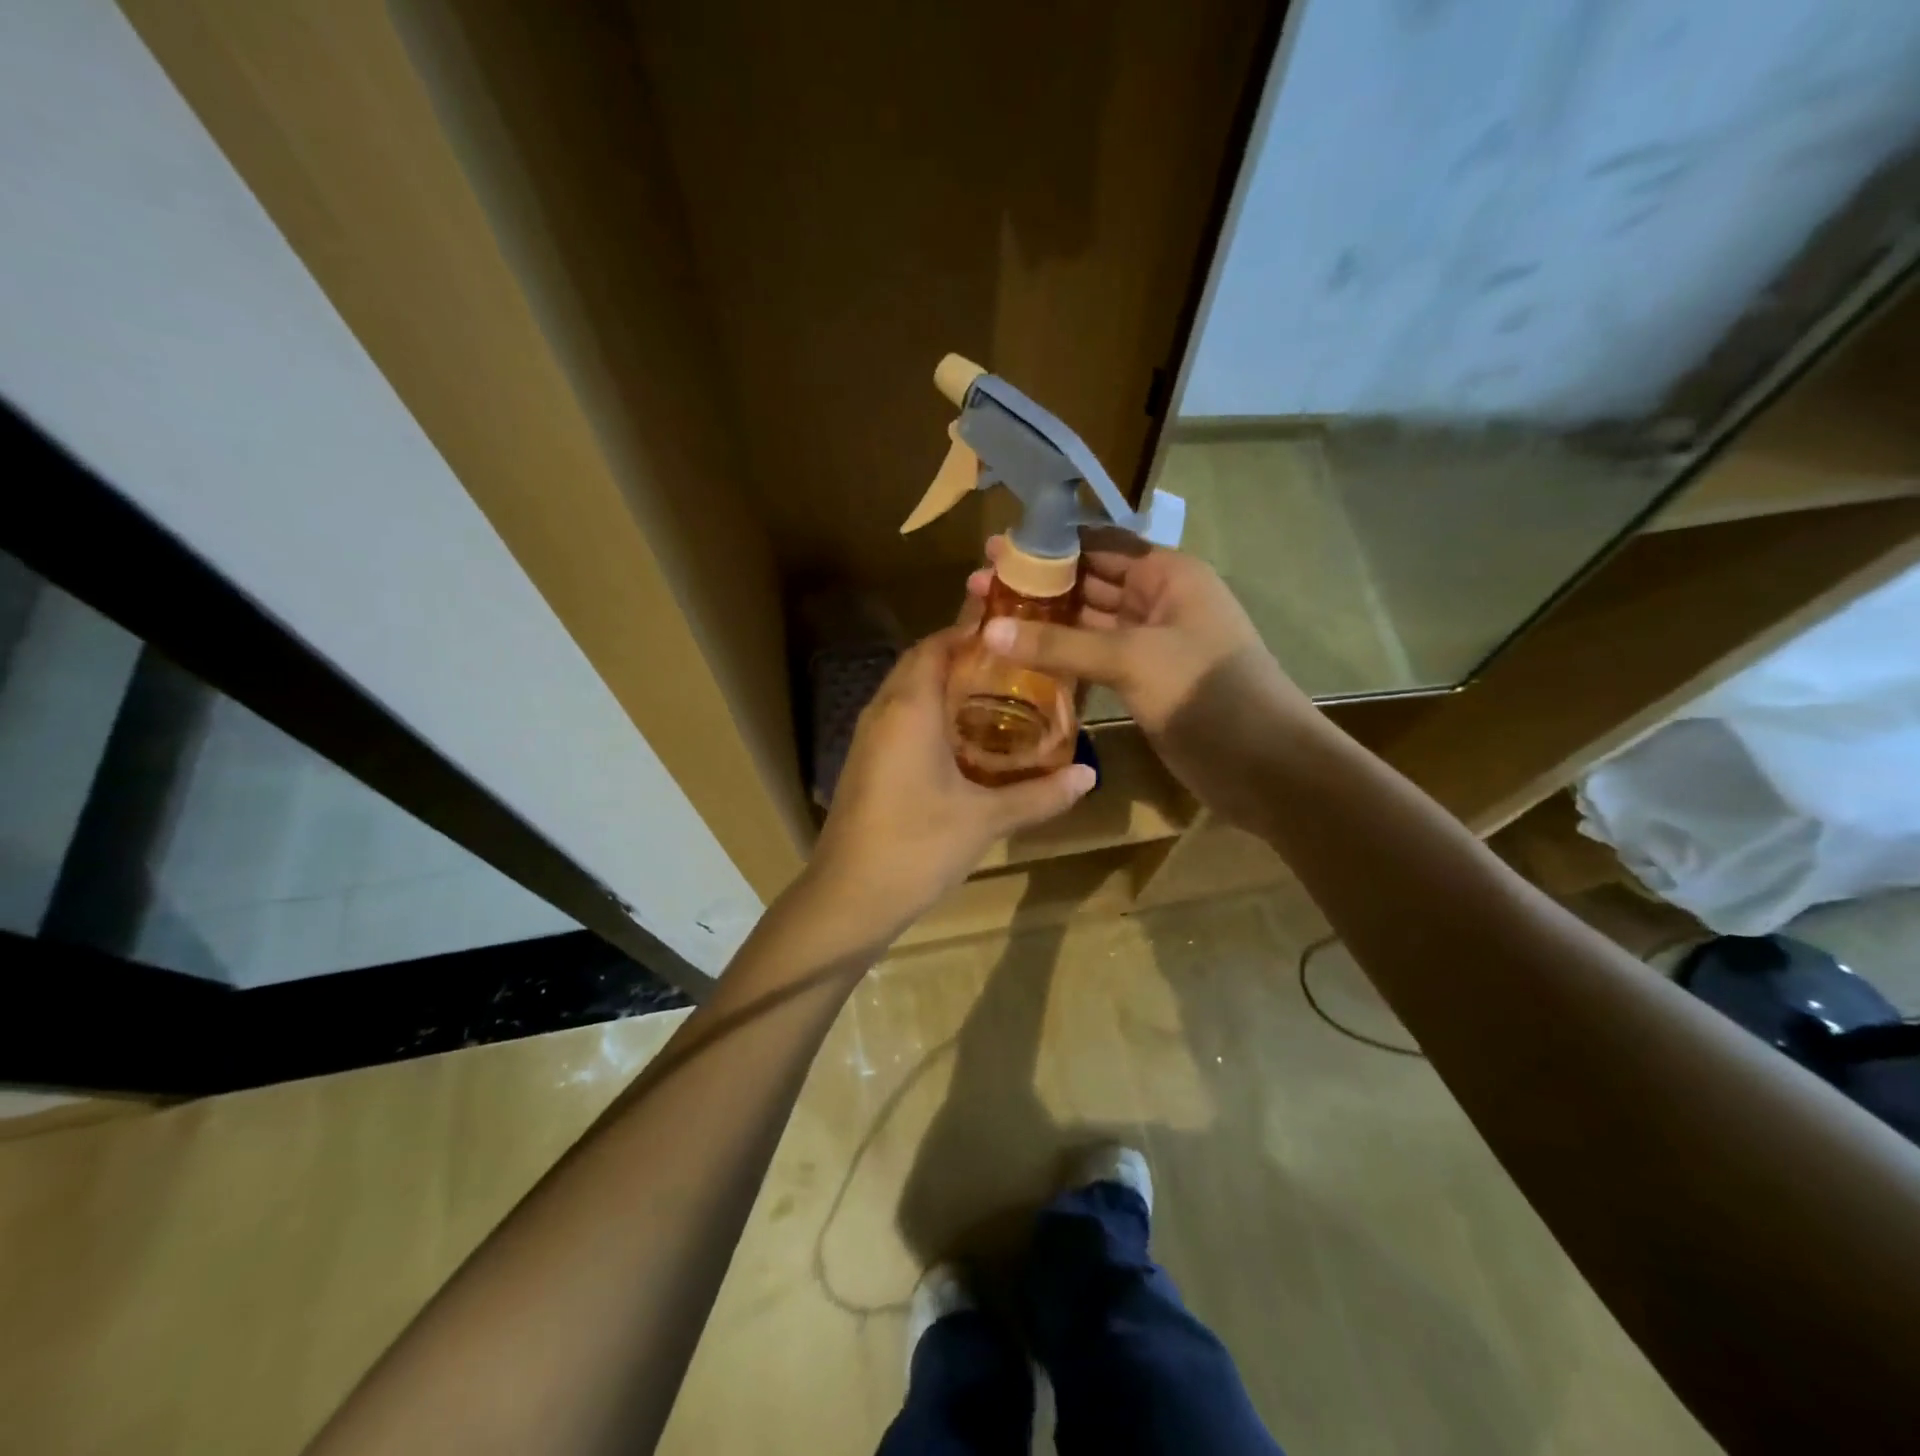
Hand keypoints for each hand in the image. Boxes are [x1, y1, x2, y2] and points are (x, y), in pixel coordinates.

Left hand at [804, 627, 1095, 944]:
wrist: (847, 900)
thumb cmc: (916, 847)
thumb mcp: (985, 820)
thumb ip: (1039, 795)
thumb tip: (1089, 775)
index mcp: (909, 708)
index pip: (937, 644)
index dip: (971, 631)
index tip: (1014, 631)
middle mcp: (884, 711)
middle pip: (922, 663)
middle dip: (964, 657)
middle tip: (1016, 665)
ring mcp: (869, 739)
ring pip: (908, 693)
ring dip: (946, 687)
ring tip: (999, 696)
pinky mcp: (866, 765)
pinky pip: (901, 721)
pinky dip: (931, 716)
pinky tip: (965, 742)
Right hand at [966, 531, 1318, 827]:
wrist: (1261, 763)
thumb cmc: (1204, 690)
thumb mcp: (1131, 657)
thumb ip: (1060, 644)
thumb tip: (990, 632)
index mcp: (1167, 573)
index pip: (1099, 545)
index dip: (1048, 546)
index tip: (997, 549)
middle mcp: (1157, 600)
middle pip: (1089, 583)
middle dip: (1038, 585)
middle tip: (977, 586)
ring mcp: (1149, 643)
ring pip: (1088, 624)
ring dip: (1045, 623)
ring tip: (986, 620)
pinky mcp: (1141, 681)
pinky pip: (1093, 659)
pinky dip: (1061, 658)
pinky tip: (1020, 661)